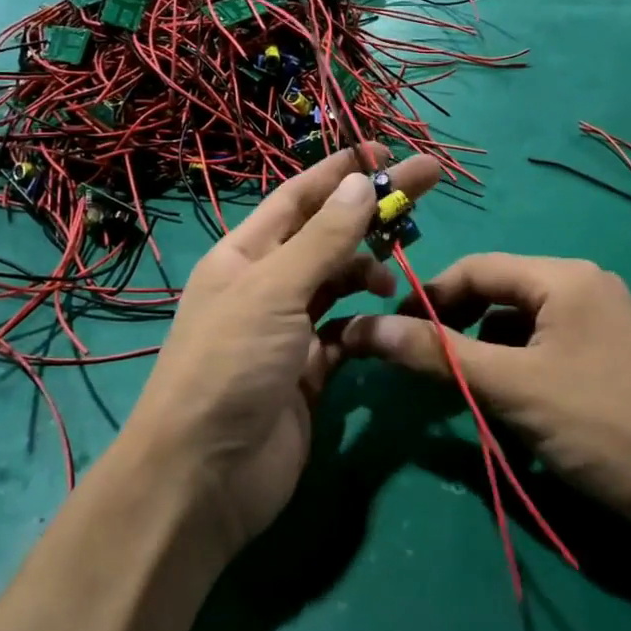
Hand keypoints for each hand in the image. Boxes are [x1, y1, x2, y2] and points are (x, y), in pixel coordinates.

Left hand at [124, 144, 440, 562]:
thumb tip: (359, 181)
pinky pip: (346, 334)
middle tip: (427, 185)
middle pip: (327, 235)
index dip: (340, 170)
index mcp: (244, 255)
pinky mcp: (309, 373)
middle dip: (371, 211)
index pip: (299, 197)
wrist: (204, 478)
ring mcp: (287, 331)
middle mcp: (265, 286)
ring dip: (368, 273)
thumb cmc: (229, 367)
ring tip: (395, 280)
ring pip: (339, 284)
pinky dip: (366, 325)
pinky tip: (385, 326)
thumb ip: (323, 240)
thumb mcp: (274, 292)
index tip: (387, 152)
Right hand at [341, 255, 630, 536]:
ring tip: (471, 394)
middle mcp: (584, 285)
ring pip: (519, 325)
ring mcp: (601, 320)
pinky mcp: (609, 355)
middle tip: (425, 368)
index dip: (428, 298)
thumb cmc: (601, 425)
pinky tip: (514, 406)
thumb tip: (364, 328)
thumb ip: (437, 354)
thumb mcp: (510, 387)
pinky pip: (545, 347)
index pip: (475, 269)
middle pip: (498, 294)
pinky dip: (518, 368)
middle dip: (458, 329)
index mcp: (563, 276)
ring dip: (486, 353)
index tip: (391, 334)